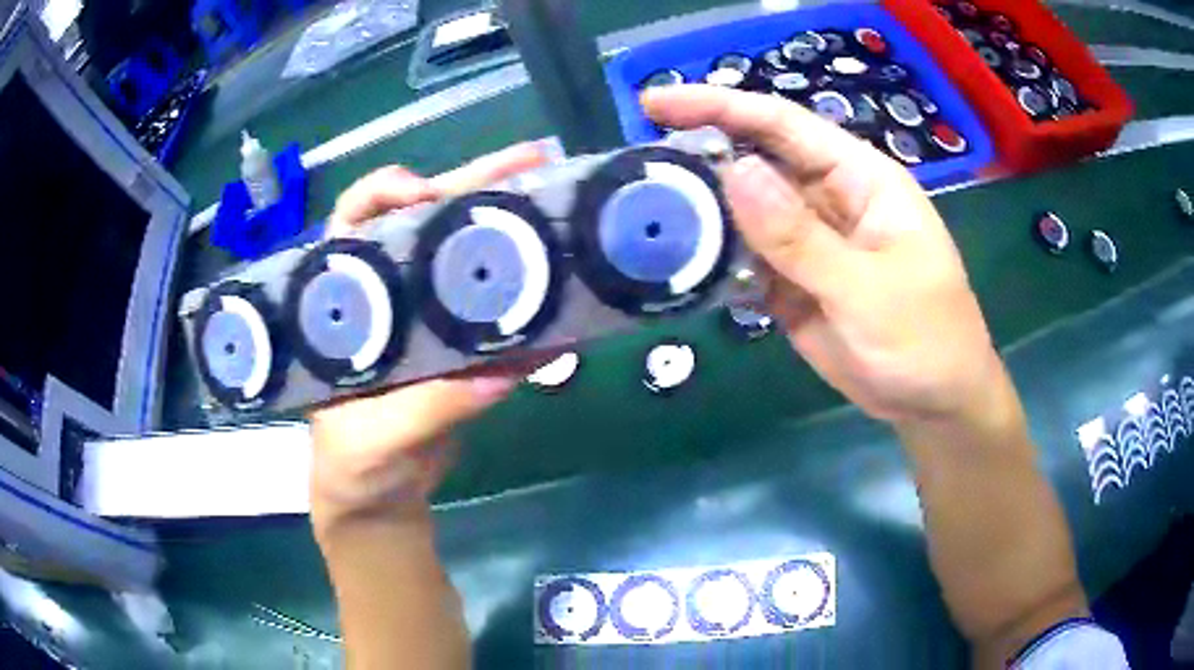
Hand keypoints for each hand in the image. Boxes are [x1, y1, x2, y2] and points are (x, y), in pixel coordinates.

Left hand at [310, 142, 548, 529]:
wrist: (381, 498)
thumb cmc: (352, 463)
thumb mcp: (373, 438)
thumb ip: (424, 408)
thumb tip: (496, 376)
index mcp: (345, 301)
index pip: (354, 221)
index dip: (386, 192)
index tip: (426, 191)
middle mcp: (387, 295)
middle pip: (425, 224)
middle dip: (475, 187)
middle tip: (532, 162)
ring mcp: (429, 319)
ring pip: (468, 259)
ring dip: (513, 230)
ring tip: (562, 204)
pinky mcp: (463, 348)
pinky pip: (499, 316)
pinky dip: (533, 306)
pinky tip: (570, 291)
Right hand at [643, 86, 1006, 428]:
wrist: (932, 402)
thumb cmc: (924, 339)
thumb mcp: (867, 289)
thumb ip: (801, 236)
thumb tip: (735, 171)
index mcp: (858, 177)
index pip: (782, 124)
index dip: (719, 106)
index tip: (655, 103)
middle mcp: (827, 197)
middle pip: (753, 161)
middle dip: (698, 157)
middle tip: (637, 167)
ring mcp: (805, 241)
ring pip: (742, 211)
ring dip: (699, 212)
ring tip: (642, 216)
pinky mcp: (790, 281)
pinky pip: (743, 259)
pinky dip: (713, 261)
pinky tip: (678, 264)